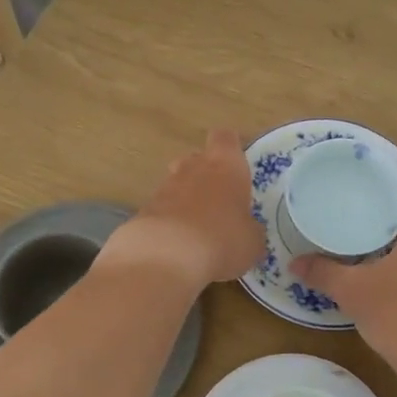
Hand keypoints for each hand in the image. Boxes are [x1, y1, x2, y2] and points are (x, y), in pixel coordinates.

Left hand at [102, 129, 264, 289]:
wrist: (164, 258)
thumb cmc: (222, 240)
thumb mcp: (252, 242)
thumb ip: (250, 229)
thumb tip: (248, 230)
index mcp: (225, 166)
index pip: (226, 138)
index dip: (231, 147)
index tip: (238, 163)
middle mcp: (193, 168)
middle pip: (197, 158)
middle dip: (206, 174)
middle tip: (220, 199)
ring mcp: (164, 188)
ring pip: (177, 183)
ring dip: (187, 199)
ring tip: (200, 227)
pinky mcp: (144, 211)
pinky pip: (162, 209)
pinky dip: (170, 221)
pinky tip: (179, 245)